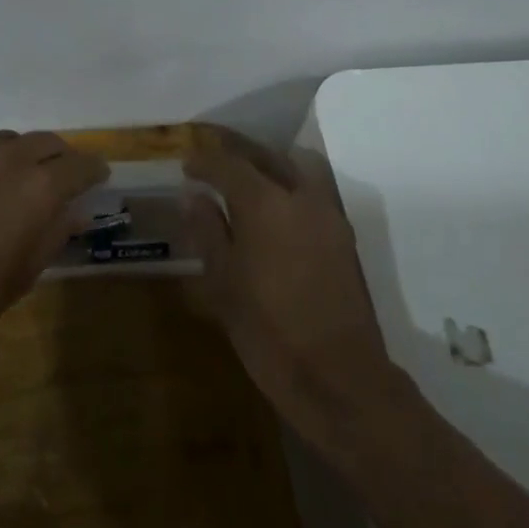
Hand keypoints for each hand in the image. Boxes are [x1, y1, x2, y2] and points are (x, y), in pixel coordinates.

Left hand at [0, 130, 106, 346]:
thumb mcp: (27, 270)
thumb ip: (55, 232)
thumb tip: (76, 212)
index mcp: (40, 186)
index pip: (80, 165)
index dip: (93, 169)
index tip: (99, 175)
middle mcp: (10, 158)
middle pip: (46, 141)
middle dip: (60, 156)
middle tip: (62, 174)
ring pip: (9, 139)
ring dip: (23, 152)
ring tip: (19, 173)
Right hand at [183, 127, 392, 447]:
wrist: (339, 378)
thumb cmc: (269, 332)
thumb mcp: (223, 283)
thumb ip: (208, 230)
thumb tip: (194, 195)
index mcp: (264, 203)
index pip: (228, 163)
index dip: (204, 160)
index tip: (186, 164)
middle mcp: (299, 196)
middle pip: (264, 155)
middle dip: (235, 149)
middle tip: (211, 151)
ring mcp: (327, 213)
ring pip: (292, 168)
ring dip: (265, 162)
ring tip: (241, 174)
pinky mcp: (342, 234)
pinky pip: (310, 190)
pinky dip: (286, 183)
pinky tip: (271, 205)